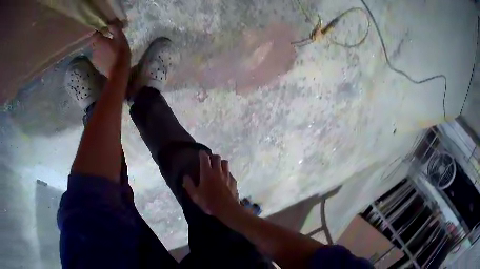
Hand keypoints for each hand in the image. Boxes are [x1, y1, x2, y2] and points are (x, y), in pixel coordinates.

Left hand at [92, 23, 130, 74]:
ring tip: (109, 48)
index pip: (95, 33)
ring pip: (96, 49)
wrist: (118, 71)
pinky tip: (108, 56)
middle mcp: (94, 49)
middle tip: (108, 39)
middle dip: (100, 40)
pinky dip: (102, 55)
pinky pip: (98, 57)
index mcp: (99, 41)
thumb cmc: (120, 52)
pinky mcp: (97, 65)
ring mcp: (94, 58)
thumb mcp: (120, 37)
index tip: (106, 31)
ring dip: (101, 48)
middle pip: (95, 42)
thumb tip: (111, 23)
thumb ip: (115, 28)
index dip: (100, 31)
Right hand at [183, 151, 240, 217]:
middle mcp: (218, 171)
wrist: (227, 208)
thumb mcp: (195, 195)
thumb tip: (185, 176)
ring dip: (220, 162)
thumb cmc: (209, 202)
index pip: (205, 157)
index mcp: (207, 173)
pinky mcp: (234, 180)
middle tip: (209, 160)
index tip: (201, 153)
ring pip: (225, 162)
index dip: (202, 154)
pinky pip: (229, 172)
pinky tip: (224, 178)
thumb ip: (189, 185)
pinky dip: (226, 172)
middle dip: (212, 156)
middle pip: (217, 157)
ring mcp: (227, 175)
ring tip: (217, 167)